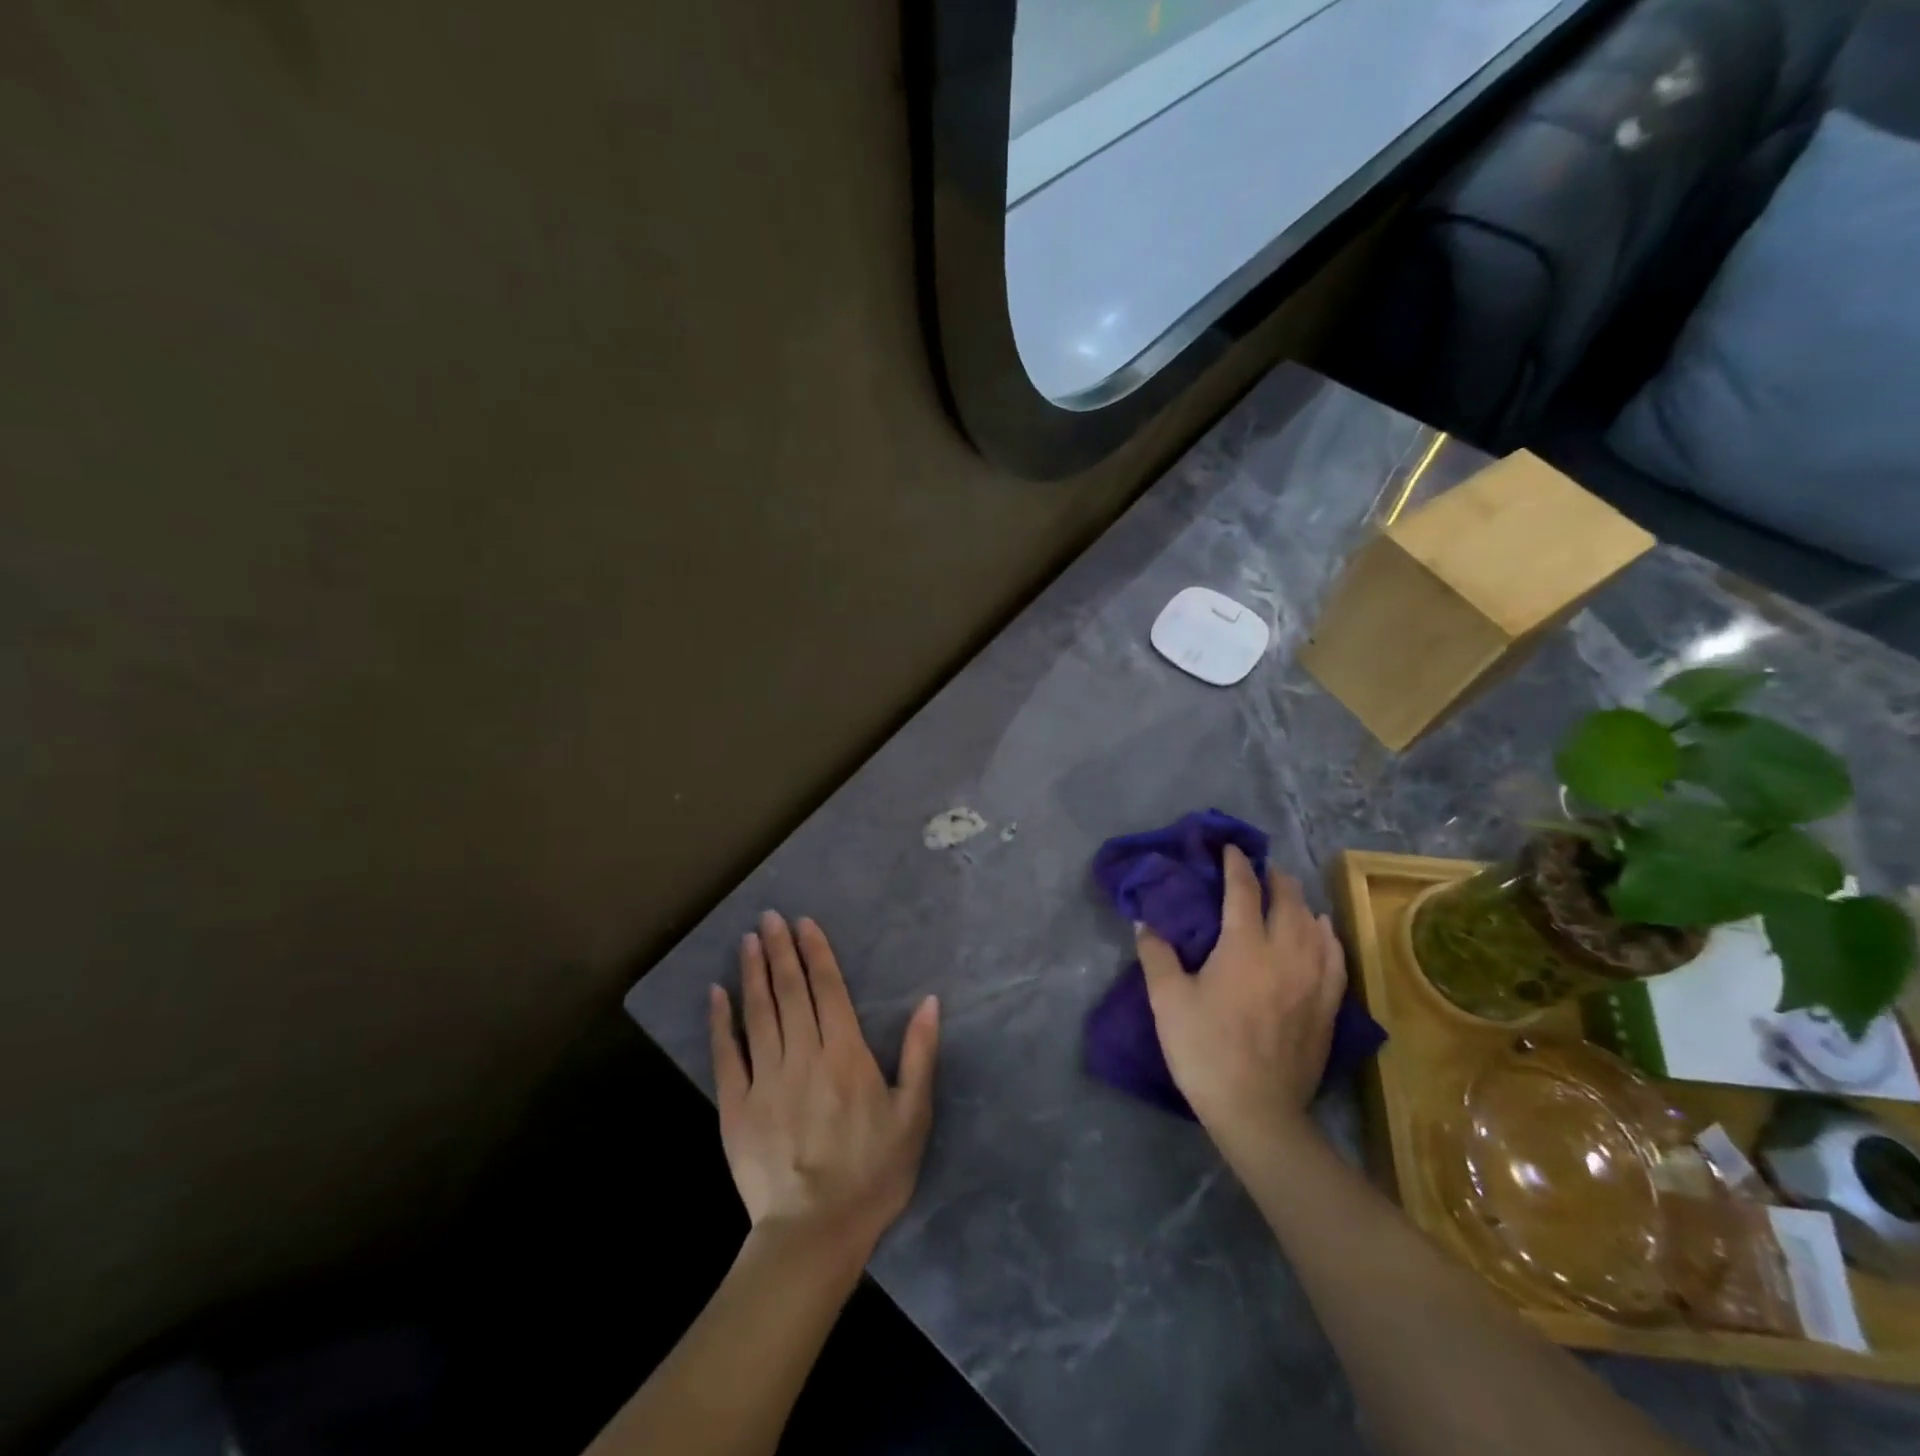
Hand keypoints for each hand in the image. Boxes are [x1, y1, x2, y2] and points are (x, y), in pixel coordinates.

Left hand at [709, 911, 939, 1268]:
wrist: (815, 1234)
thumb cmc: (873, 1173)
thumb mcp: (913, 1115)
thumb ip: (920, 1054)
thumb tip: (930, 1001)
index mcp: (845, 1055)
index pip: (828, 990)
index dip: (816, 952)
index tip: (804, 922)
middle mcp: (803, 1056)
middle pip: (789, 992)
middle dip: (781, 950)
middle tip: (770, 917)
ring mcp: (765, 1080)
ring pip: (758, 1014)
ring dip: (753, 973)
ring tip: (748, 939)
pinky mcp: (736, 1107)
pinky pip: (726, 1055)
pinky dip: (721, 1021)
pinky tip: (717, 993)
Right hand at [1137, 846, 1345, 1147]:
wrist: (1256, 1110)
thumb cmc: (1205, 1050)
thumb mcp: (1167, 1000)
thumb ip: (1156, 954)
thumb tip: (1146, 921)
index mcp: (1244, 946)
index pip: (1243, 891)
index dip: (1236, 865)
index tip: (1231, 848)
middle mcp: (1285, 953)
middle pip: (1288, 901)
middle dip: (1274, 878)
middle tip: (1261, 867)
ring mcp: (1313, 980)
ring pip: (1314, 926)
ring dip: (1300, 903)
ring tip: (1289, 894)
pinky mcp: (1328, 1006)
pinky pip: (1335, 957)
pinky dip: (1327, 936)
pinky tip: (1322, 932)